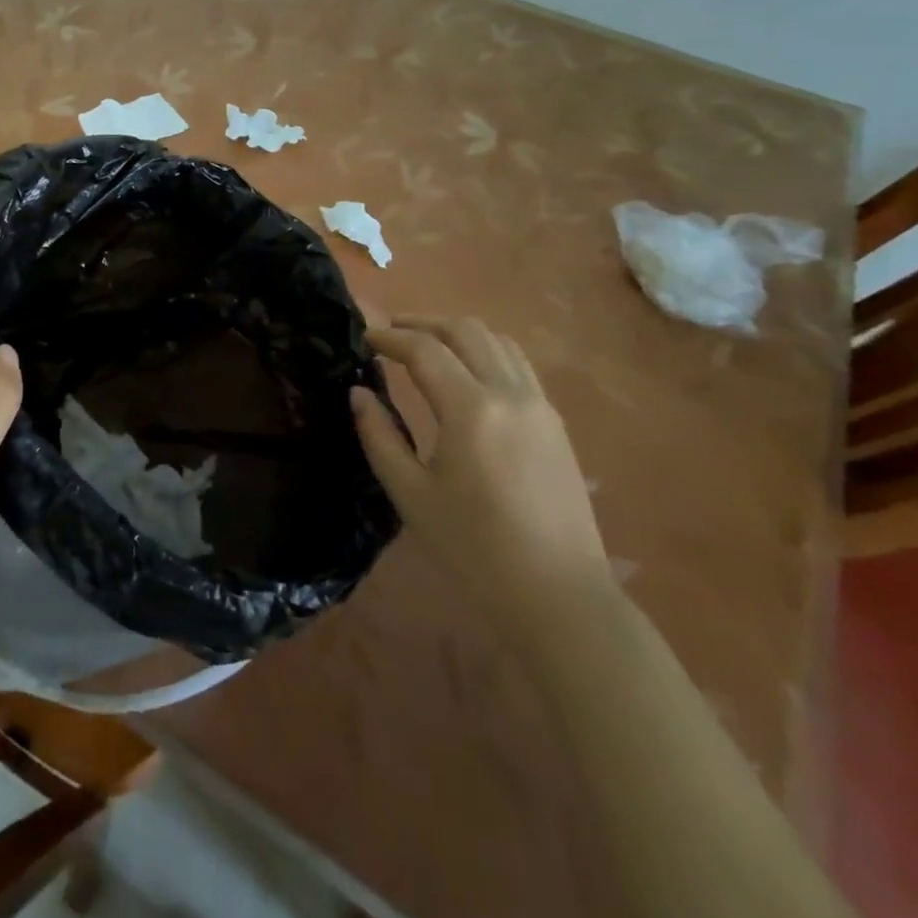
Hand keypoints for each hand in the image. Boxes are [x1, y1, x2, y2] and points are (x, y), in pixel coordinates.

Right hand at [352, 316, 608, 625]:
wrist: (558, 595)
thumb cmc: (474, 549)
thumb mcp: (411, 495)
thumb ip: (379, 436)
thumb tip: (359, 393)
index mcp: (471, 409)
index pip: (425, 350)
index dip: (390, 338)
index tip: (365, 338)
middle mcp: (510, 393)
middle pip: (465, 330)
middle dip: (424, 322)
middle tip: (392, 332)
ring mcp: (539, 405)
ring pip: (498, 341)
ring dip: (458, 332)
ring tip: (428, 344)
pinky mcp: (555, 423)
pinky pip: (518, 364)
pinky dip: (487, 351)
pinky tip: (469, 373)